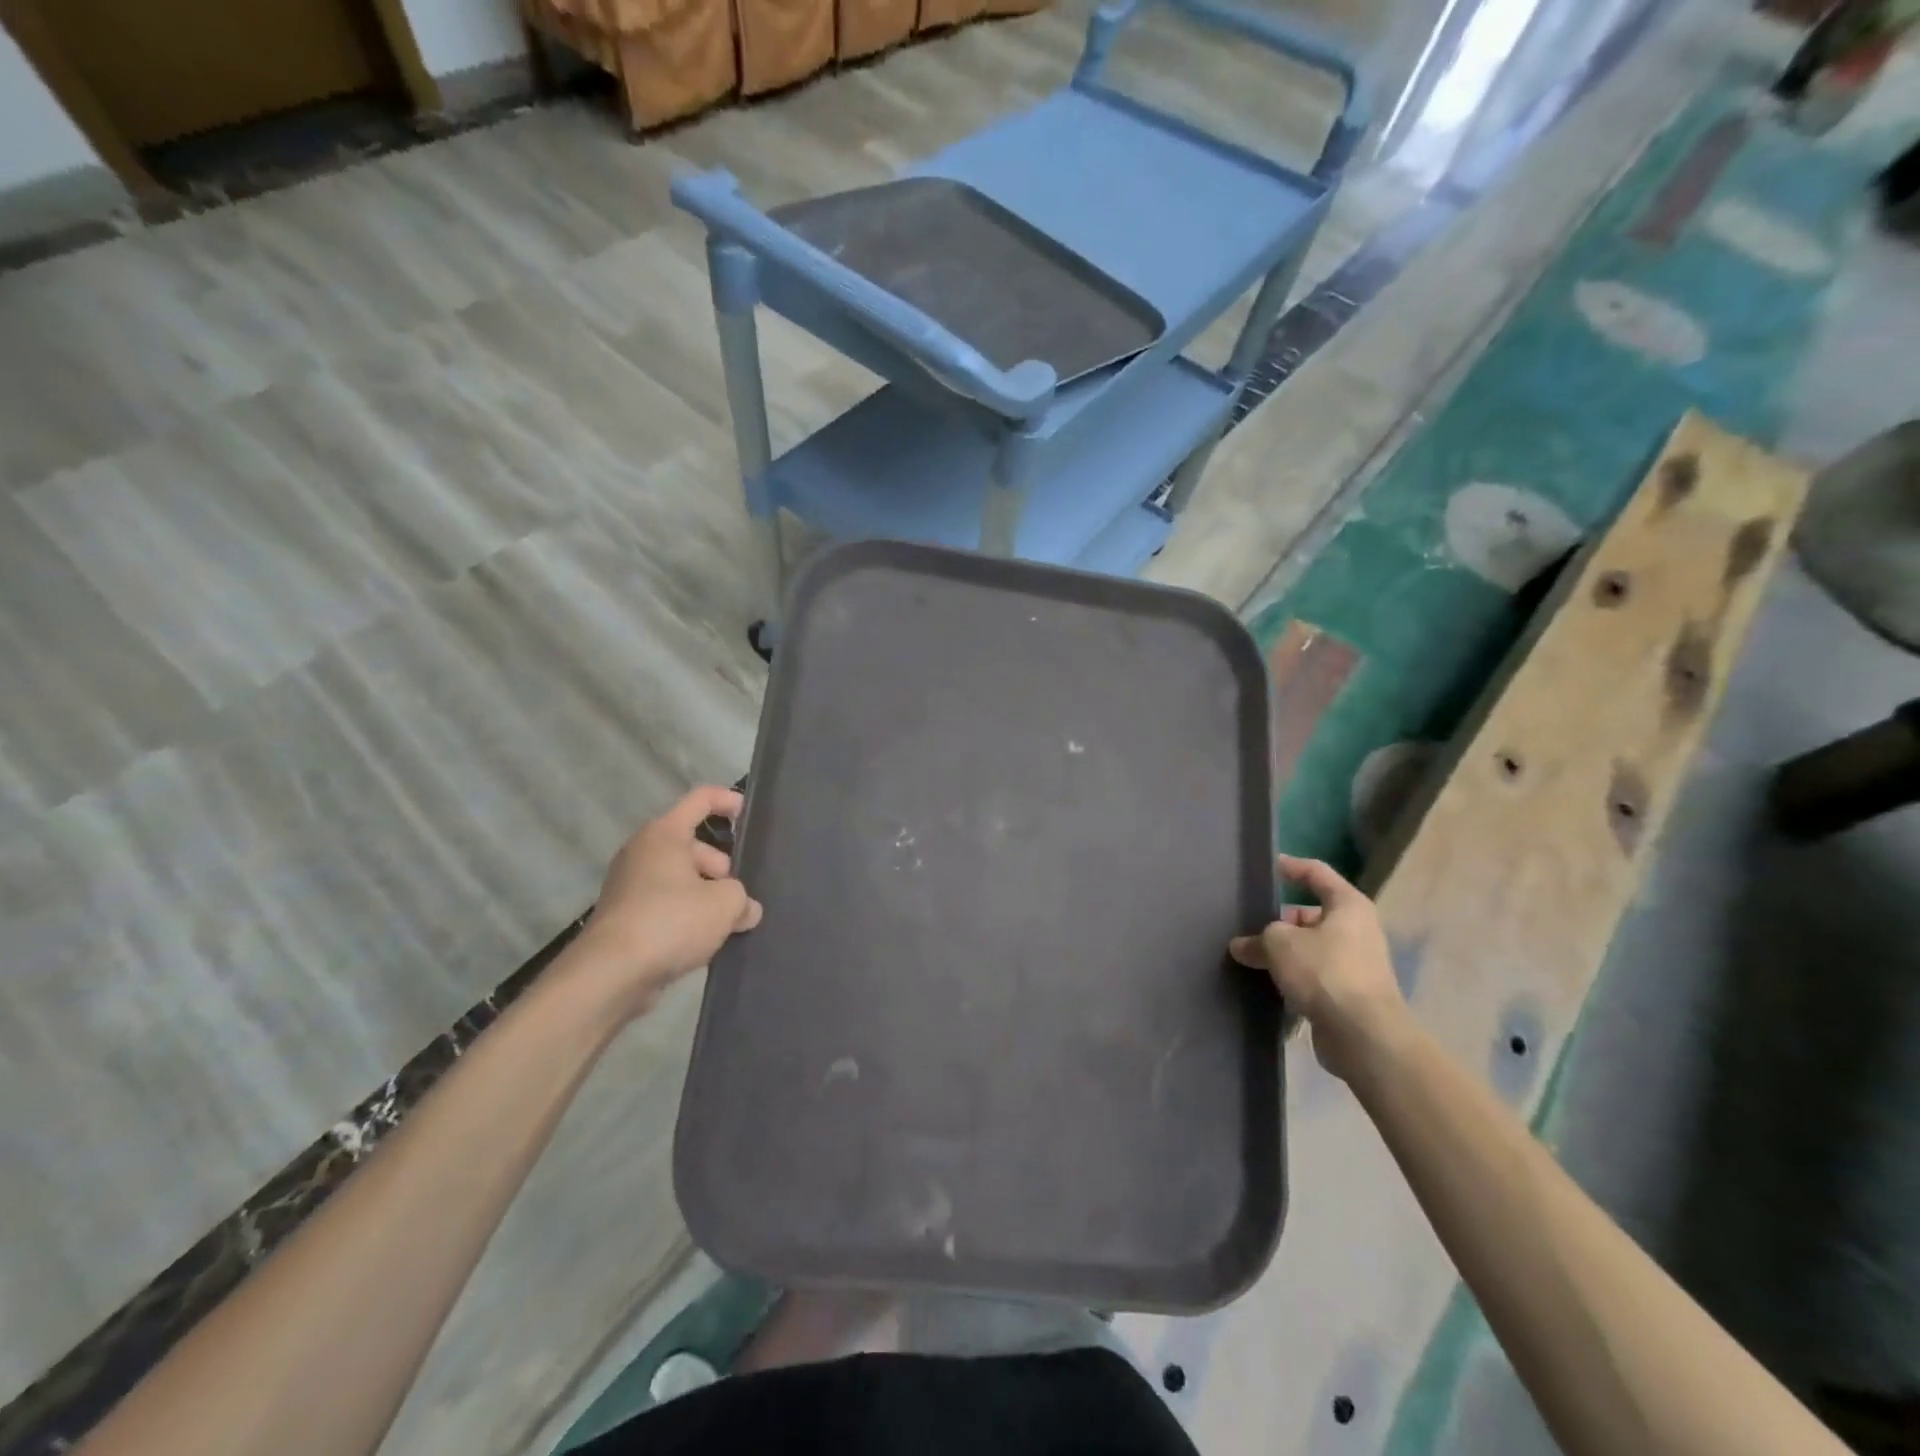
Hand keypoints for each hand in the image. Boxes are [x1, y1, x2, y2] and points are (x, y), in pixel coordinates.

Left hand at [574, 786, 762, 1014]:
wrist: (610, 974)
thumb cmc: (671, 921)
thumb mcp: (724, 904)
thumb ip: (743, 898)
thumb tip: (746, 909)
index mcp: (664, 834)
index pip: (700, 800)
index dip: (727, 801)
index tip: (747, 813)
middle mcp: (642, 852)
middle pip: (692, 845)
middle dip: (721, 865)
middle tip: (739, 893)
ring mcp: (628, 885)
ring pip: (679, 877)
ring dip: (705, 893)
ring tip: (728, 921)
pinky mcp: (624, 917)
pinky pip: (664, 903)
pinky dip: (685, 914)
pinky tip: (703, 939)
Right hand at [1229, 855, 1408, 1082]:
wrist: (1364, 1036)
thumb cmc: (1325, 972)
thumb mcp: (1280, 944)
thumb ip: (1258, 938)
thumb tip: (1242, 946)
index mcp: (1348, 906)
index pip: (1317, 873)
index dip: (1291, 867)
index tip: (1268, 866)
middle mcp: (1357, 930)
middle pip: (1311, 914)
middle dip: (1279, 919)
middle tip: (1248, 924)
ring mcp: (1356, 964)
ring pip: (1310, 947)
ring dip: (1284, 952)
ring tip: (1250, 955)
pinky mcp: (1349, 994)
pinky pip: (1314, 975)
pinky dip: (1293, 976)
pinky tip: (1267, 984)